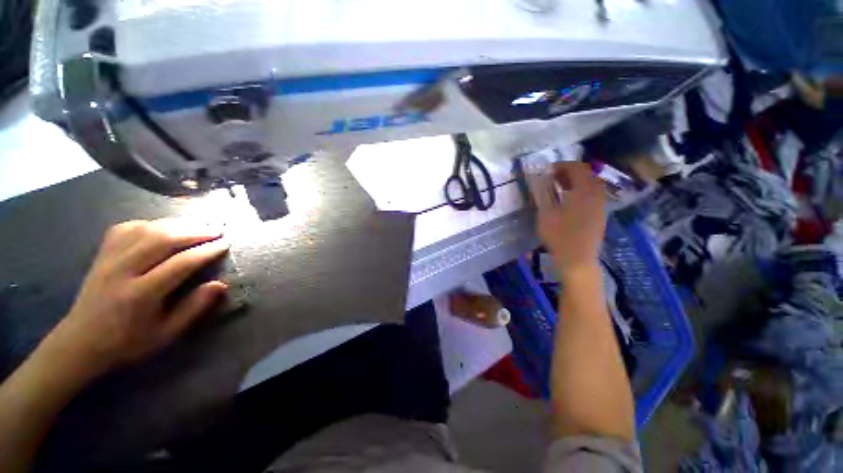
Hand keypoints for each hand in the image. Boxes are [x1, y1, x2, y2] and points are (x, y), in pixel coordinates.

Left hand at [44, 219, 229, 378]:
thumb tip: (220, 285)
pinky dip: (150, 223)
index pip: (180, 263)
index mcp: (140, 294)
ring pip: (145, 229)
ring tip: (197, 225)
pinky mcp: (101, 255)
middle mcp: (123, 271)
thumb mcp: (166, 335)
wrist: (80, 343)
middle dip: (195, 231)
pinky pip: (126, 228)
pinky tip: (162, 227)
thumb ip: (194, 308)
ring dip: (176, 224)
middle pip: (162, 239)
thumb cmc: (127, 343)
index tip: (226, 244)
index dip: (206, 251)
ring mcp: (108, 259)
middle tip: (217, 230)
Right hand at [535, 162, 606, 270]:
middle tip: (551, 178)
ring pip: (590, 185)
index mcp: (585, 191)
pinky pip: (592, 195)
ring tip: (558, 188)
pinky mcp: (600, 215)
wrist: (577, 260)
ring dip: (574, 182)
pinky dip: (579, 192)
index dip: (561, 165)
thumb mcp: (545, 213)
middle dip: (568, 173)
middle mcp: (597, 194)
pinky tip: (567, 201)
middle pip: (586, 174)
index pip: (577, 167)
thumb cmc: (559, 235)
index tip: (546, 171)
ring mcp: (601, 205)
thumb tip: (538, 178)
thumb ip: (542, 193)